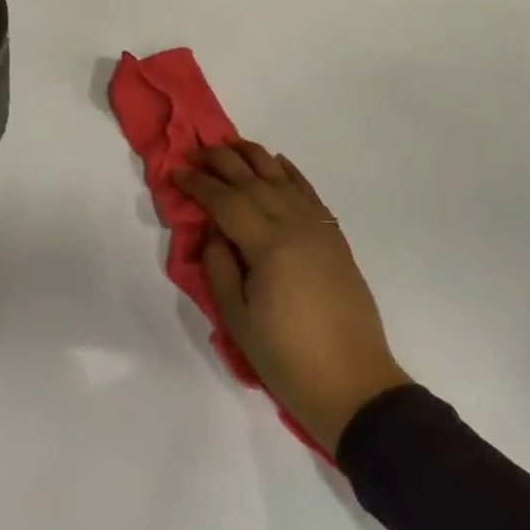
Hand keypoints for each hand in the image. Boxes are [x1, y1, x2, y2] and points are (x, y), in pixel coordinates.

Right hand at [175, 141, 409, 452]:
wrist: (353, 384)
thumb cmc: (287, 356)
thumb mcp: (238, 317)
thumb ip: (220, 264)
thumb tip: (214, 229)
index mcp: (269, 245)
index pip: (225, 200)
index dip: (198, 183)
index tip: (175, 171)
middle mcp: (295, 225)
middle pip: (253, 180)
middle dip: (220, 161)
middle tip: (195, 151)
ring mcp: (319, 229)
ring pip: (282, 178)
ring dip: (254, 157)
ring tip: (230, 144)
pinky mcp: (334, 239)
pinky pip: (310, 193)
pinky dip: (291, 173)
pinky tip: (277, 163)